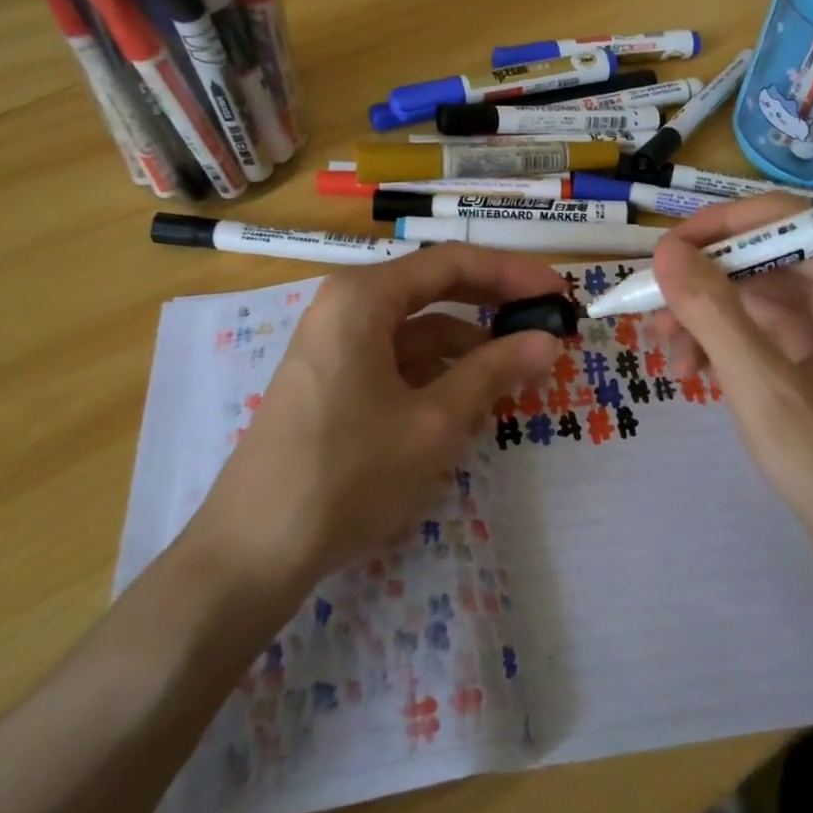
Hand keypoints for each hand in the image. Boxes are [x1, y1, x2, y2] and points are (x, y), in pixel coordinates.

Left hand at [188, 246, 563, 588]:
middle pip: (434, 288)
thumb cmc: (349, 473)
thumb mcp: (433, 422)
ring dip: (466, 344)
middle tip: (547, 320)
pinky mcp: (331, 377)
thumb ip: (493, 372)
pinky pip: (395, 357)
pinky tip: (467, 398)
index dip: (512, 273)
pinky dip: (435, 370)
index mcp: (364, 297)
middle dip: (492, 303)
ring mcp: (334, 342)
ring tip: (516, 369)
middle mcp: (346, 305)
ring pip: (416, 328)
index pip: (453, 263)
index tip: (559, 292)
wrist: (253, 549)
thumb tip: (548, 341)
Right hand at [650, 195, 812, 565]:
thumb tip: (666, 250)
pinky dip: (722, 342)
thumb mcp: (763, 387)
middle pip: (764, 257)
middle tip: (652, 307)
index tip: (664, 252)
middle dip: (705, 282)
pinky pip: (759, 329)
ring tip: (668, 354)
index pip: (784, 221)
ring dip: (706, 315)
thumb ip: (713, 312)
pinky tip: (691, 370)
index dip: (719, 227)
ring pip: (755, 294)